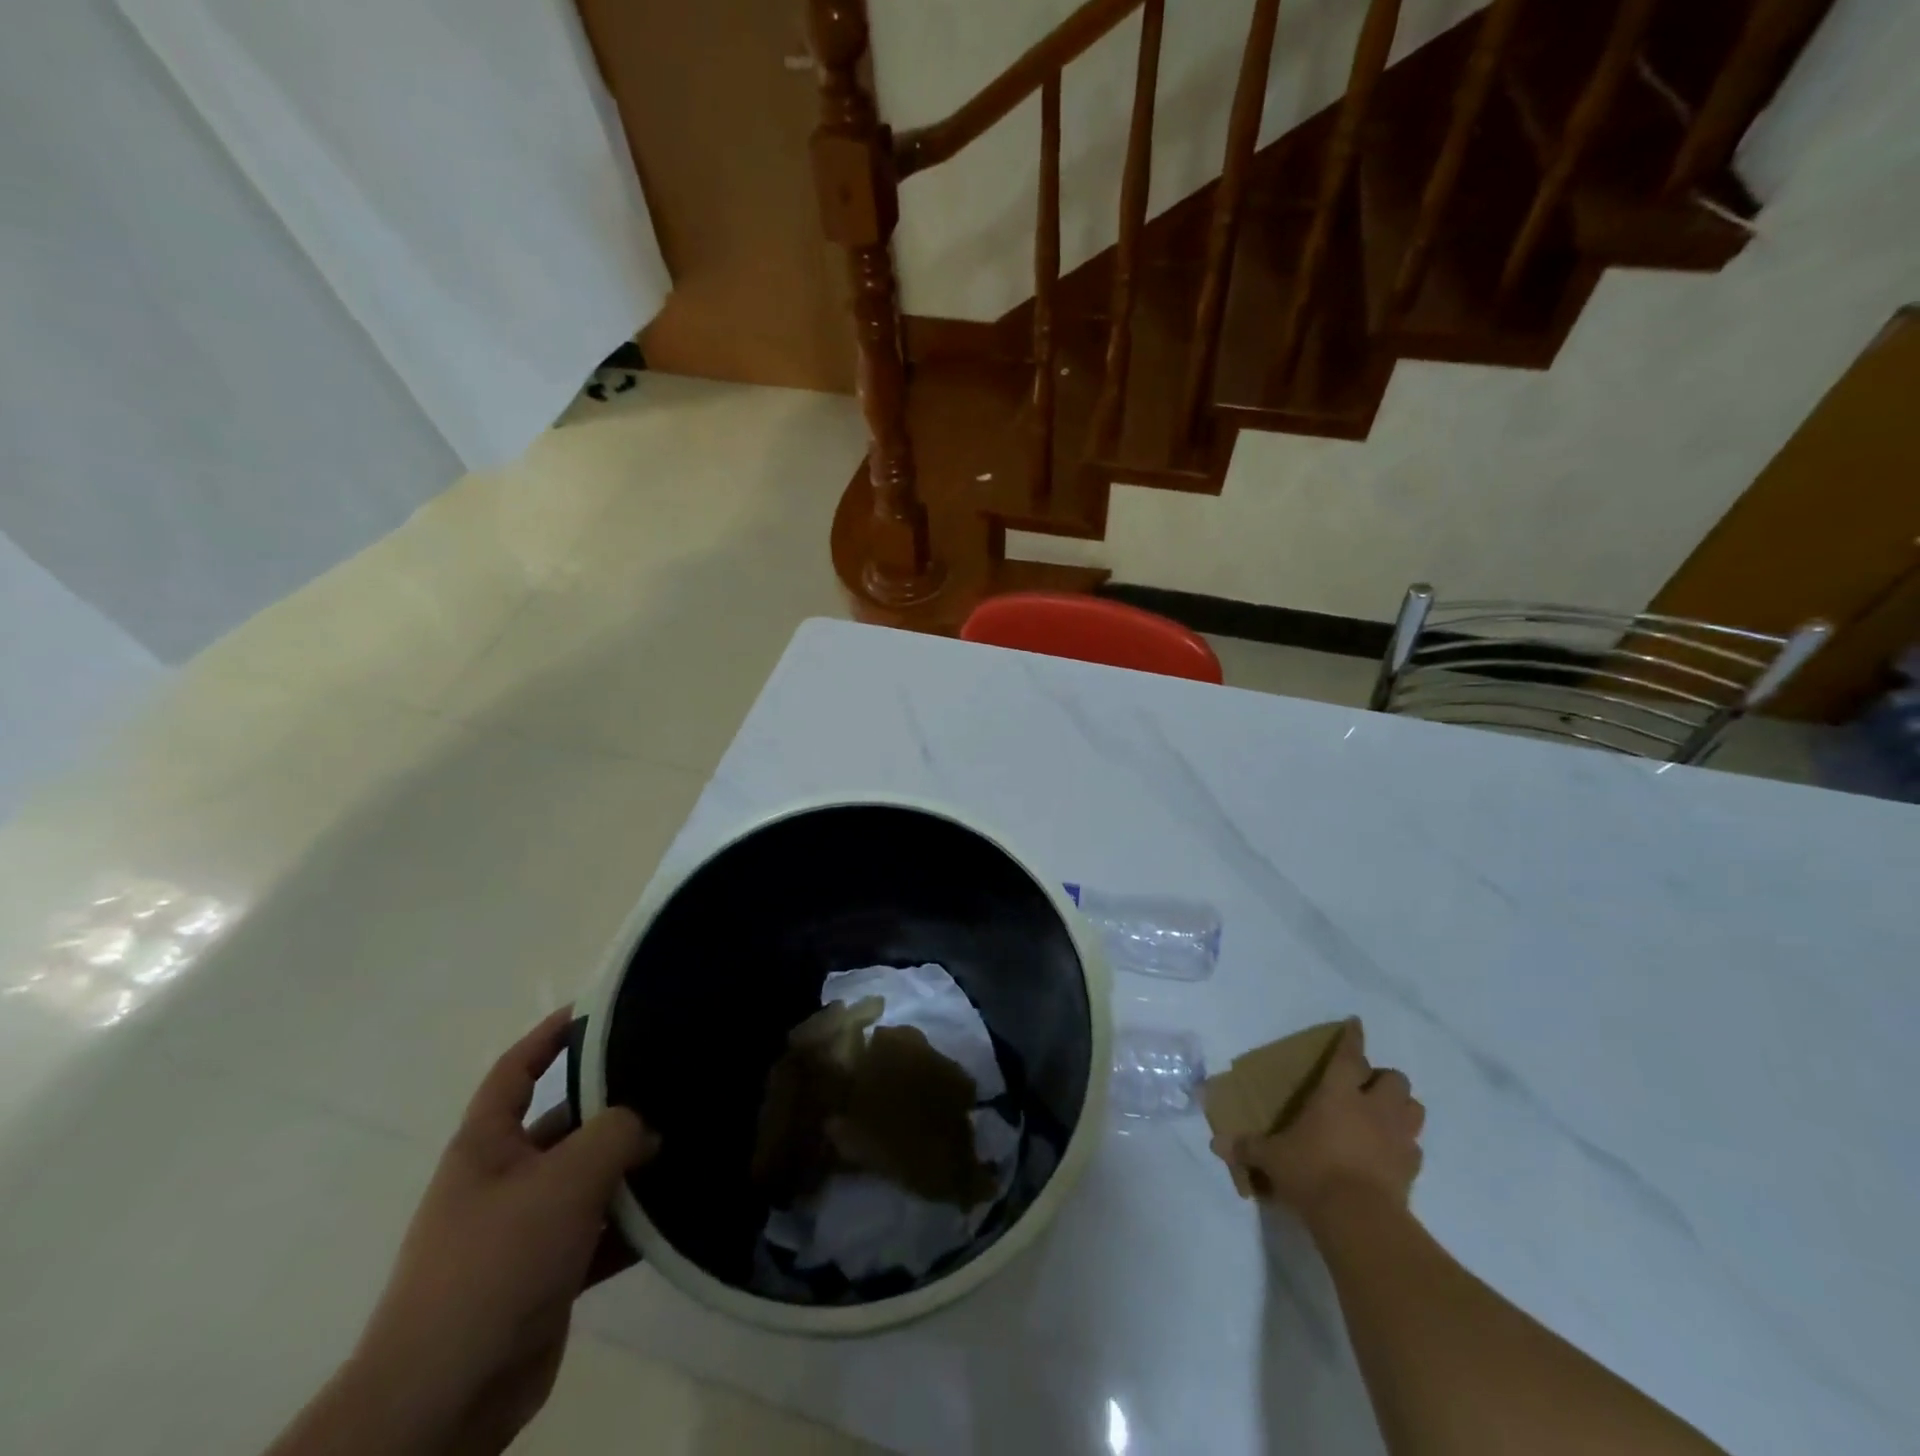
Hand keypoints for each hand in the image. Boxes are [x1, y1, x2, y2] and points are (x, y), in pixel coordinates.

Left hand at [328, 1010, 656, 1455]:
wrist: (445, 1397)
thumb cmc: (496, 1263)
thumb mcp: (565, 1179)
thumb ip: (616, 1133)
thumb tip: (647, 1128)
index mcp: (486, 1146)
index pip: (517, 1071)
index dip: (550, 1035)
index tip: (596, 1010)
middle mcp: (503, 1180)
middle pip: (565, 1125)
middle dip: (613, 1108)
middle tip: (671, 1084)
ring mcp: (524, 1230)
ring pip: (587, 1180)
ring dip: (629, 1169)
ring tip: (685, 1141)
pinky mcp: (545, 1276)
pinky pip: (597, 1232)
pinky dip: (629, 1223)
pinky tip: (674, 1211)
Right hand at [1212, 1018, 1423, 1221]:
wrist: (1359, 1220)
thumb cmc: (1312, 1172)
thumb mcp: (1272, 1158)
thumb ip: (1248, 1147)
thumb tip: (1216, 1144)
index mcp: (1338, 1094)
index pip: (1349, 1056)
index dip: (1352, 1038)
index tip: (1356, 1023)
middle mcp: (1373, 1108)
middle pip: (1395, 1079)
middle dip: (1384, 1079)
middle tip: (1367, 1088)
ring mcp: (1397, 1138)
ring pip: (1414, 1108)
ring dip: (1402, 1107)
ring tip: (1383, 1115)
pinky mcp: (1412, 1170)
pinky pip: (1414, 1148)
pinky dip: (1405, 1146)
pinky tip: (1389, 1154)